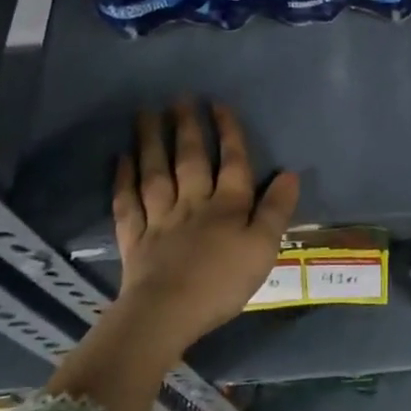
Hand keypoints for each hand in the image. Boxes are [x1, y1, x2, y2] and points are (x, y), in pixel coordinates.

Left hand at [111, 102, 300, 354]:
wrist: (167, 313)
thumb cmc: (222, 282)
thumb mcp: (263, 248)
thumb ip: (276, 210)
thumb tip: (289, 173)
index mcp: (227, 205)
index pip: (232, 161)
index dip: (228, 132)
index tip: (219, 104)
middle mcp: (193, 202)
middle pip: (190, 159)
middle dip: (187, 127)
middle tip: (179, 98)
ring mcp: (160, 218)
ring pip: (155, 172)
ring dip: (151, 142)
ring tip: (145, 113)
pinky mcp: (135, 238)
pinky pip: (127, 202)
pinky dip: (123, 179)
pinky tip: (121, 159)